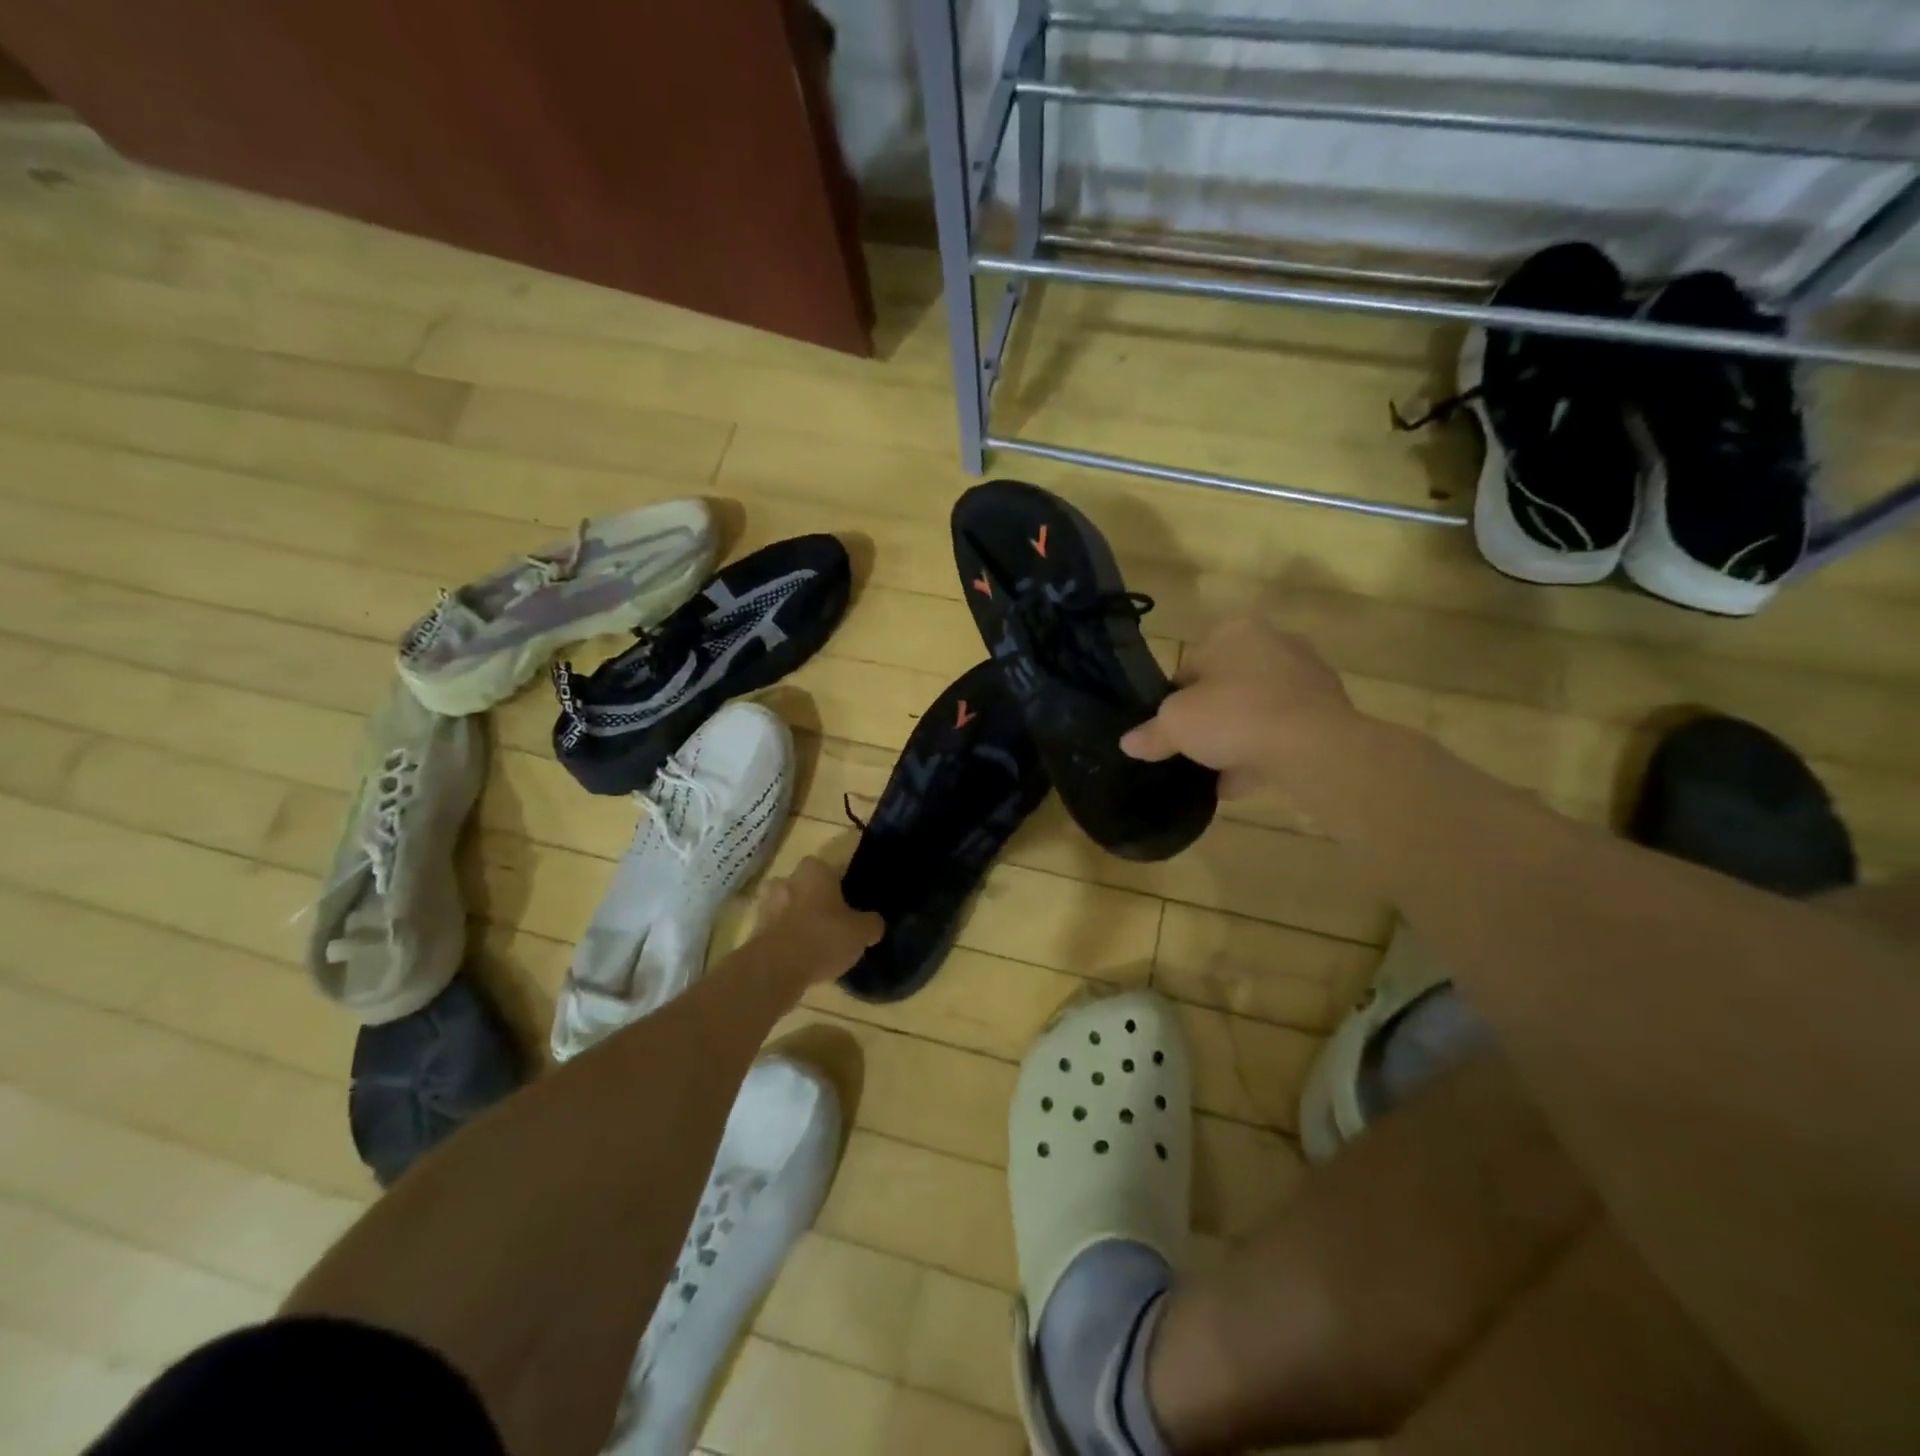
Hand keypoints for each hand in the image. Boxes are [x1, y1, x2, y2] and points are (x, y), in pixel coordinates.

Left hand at [753, 857, 883, 984]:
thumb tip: (874, 923)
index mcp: (814, 870)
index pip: (831, 868)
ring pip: (787, 907)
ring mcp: (766, 904)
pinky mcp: (753, 930)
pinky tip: (799, 957)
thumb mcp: (861, 932)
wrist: (776, 968)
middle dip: (815, 899)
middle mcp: (787, 879)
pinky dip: (785, 939)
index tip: (849, 901)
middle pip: (805, 886)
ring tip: (814, 941)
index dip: (841, 884)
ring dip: (797, 919)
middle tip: (831, 920)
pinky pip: (775, 929)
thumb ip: (871, 923)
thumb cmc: (823, 937)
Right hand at [1121, 618, 1354, 796]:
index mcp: (1235, 632)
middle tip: (1196, 751)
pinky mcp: (1331, 710)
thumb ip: (1151, 733)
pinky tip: (1246, 781)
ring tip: (1219, 775)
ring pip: (1257, 711)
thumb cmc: (1234, 716)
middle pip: (1227, 688)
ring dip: (1238, 740)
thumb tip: (1128, 743)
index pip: (1191, 666)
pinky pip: (1285, 731)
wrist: (1313, 747)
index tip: (1173, 730)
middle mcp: (1275, 643)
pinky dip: (1266, 752)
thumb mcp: (1176, 725)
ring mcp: (1308, 676)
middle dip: (1212, 720)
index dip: (1176, 701)